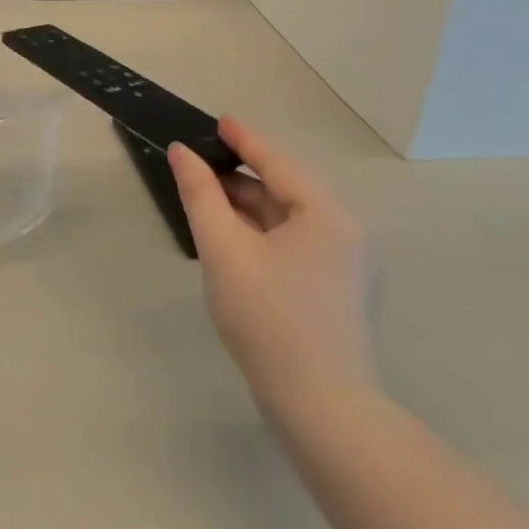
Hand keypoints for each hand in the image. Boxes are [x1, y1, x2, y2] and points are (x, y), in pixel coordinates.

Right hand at [169, 117, 378, 419]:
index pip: (278, 163)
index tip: (217, 120)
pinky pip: (294, 244)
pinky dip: (261, 234)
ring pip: (288, 220)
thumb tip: (182, 153)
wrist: (320, 407)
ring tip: (206, 202)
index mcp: (327, 216)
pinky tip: (232, 240)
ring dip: (248, 208)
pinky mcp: (337, 291)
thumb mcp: (224, 249)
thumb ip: (201, 195)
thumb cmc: (268, 318)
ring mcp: (346, 265)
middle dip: (240, 178)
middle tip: (197, 167)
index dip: (244, 139)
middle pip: (284, 190)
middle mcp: (345, 233)